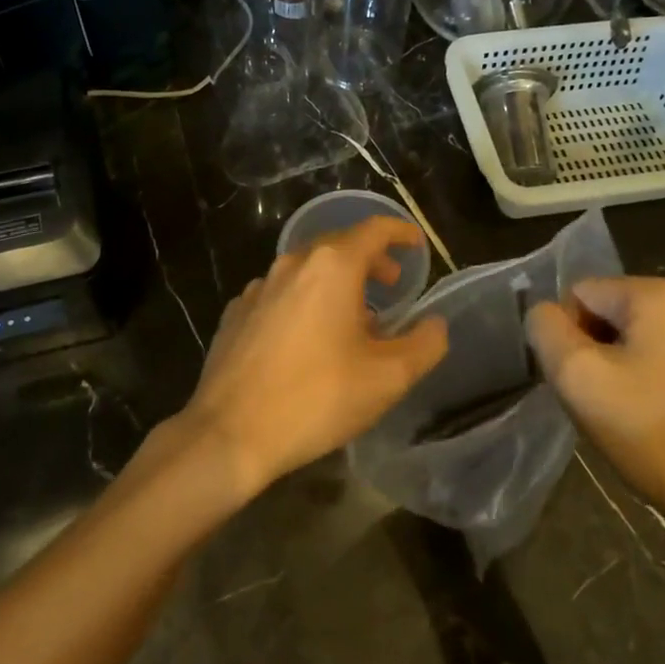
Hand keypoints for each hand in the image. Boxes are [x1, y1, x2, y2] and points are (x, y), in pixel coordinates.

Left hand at [183, 216, 447, 499]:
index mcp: (332, 267)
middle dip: (370, 260)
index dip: (400, 232)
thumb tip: (435, 324)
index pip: (374, 229)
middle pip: (340, 246)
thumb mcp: (387, 378)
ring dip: (336, 284)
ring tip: (353, 320)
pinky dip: (304, 302)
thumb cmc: (316, 398)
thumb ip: (425, 344)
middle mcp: (293, 264)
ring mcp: (258, 287)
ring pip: (308, 270)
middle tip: (391, 287)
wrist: (229, 433)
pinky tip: (307, 339)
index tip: (416, 245)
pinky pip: (280, 294)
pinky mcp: (236, 313)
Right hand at [526, 277, 664, 560]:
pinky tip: (660, 427)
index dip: (566, 336)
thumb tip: (546, 314)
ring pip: (641, 342)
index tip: (581, 382)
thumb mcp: (577, 376)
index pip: (581, 294)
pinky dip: (654, 387)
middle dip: (595, 352)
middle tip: (600, 402)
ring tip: (629, 418)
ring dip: (622, 371)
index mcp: (660, 295)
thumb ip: (546, 330)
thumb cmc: (652, 434)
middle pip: (612, 315)